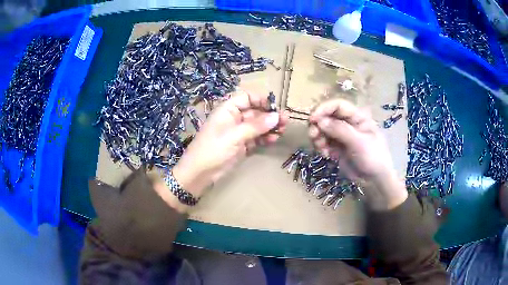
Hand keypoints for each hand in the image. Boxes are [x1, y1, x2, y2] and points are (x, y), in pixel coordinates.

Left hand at [172, 90, 287, 197]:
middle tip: (286, 121)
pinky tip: (273, 139)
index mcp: (228, 110)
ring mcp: (238, 132)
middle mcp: (234, 118)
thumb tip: (276, 116)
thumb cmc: (212, 149)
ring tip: (283, 131)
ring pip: (258, 126)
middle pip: (255, 112)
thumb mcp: (234, 136)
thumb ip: (255, 126)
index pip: (247, 98)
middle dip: (270, 115)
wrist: (200, 173)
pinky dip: (265, 138)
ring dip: (270, 127)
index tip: (275, 107)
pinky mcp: (242, 145)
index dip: (261, 100)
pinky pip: (256, 138)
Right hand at [309, 99, 406, 209]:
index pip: (338, 106)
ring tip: (320, 148)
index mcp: (357, 117)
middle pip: (327, 116)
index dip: (324, 109)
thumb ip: (340, 130)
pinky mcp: (336, 148)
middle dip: (318, 124)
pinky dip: (320, 146)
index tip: (312, 119)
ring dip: (318, 137)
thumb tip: (320, 121)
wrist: (375, 181)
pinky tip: (325, 155)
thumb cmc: (373, 157)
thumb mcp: (359, 142)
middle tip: (313, 135)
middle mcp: (348, 123)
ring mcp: (342, 136)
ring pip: (323, 130)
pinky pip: (323, 142)